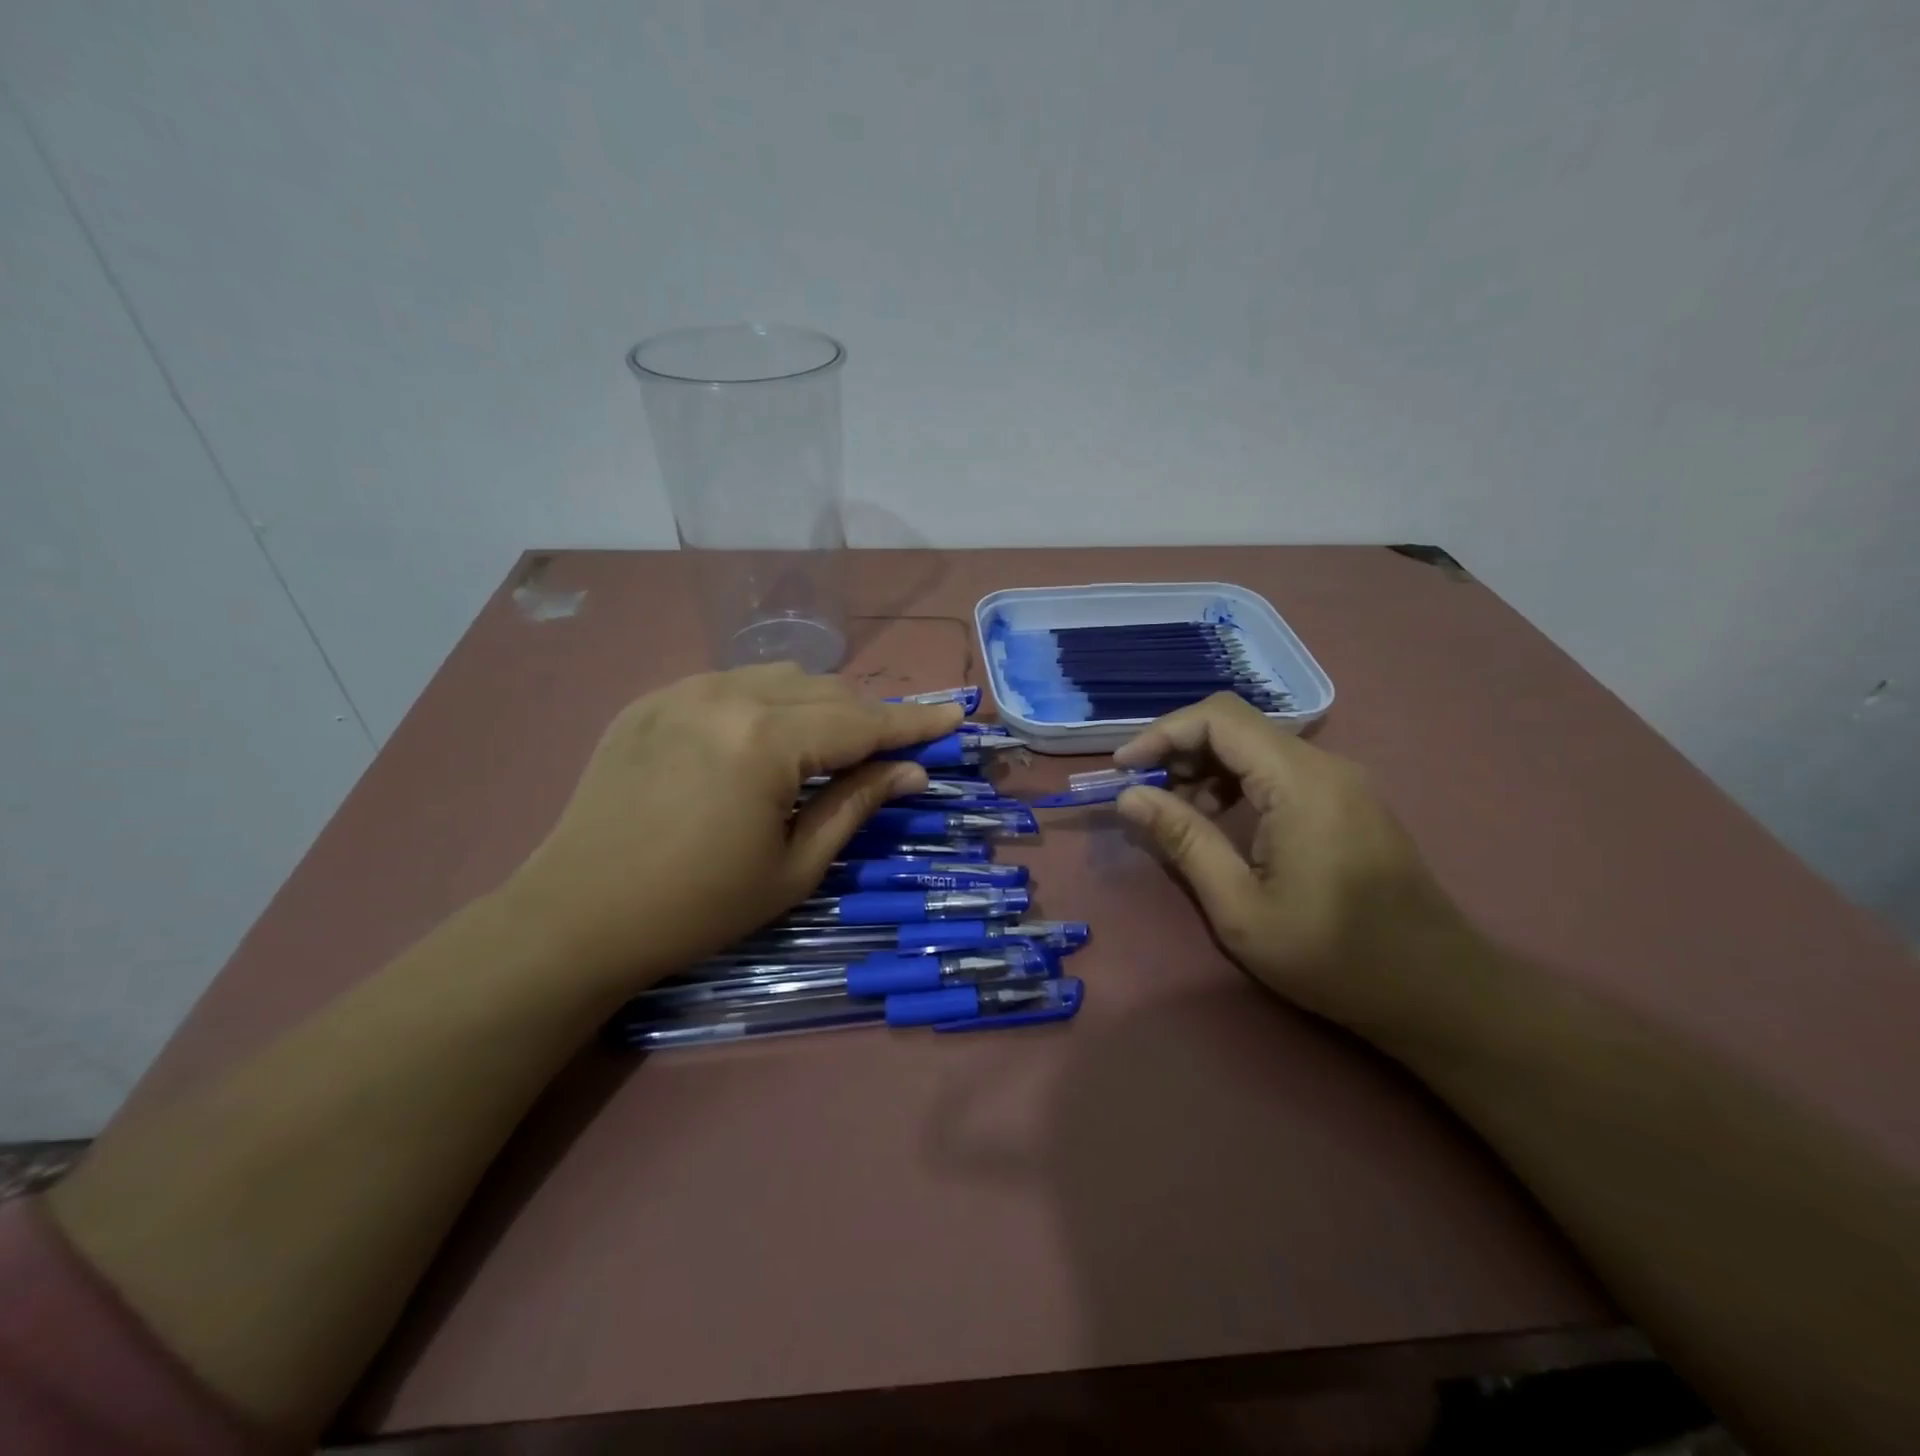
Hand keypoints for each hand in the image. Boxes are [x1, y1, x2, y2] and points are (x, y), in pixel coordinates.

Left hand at [503, 665, 960, 985]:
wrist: (577, 915)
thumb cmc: (698, 907)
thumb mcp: (794, 867)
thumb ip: (856, 805)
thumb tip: (911, 772)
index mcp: (765, 740)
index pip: (862, 721)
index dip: (914, 722)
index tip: (956, 715)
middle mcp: (727, 695)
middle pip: (826, 690)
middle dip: (868, 717)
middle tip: (893, 750)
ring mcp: (682, 690)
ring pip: (779, 677)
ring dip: (819, 705)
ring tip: (830, 747)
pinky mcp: (651, 699)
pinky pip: (730, 684)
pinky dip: (766, 704)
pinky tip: (764, 740)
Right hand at [1113, 693, 1477, 1031]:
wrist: (1438, 991)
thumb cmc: (1333, 956)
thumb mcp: (1240, 907)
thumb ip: (1184, 841)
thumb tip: (1129, 797)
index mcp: (1300, 782)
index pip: (1219, 718)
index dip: (1162, 733)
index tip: (1124, 769)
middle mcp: (1325, 765)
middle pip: (1237, 724)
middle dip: (1180, 748)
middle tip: (1144, 793)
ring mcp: (1342, 781)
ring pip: (1258, 745)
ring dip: (1207, 765)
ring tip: (1175, 811)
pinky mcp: (1349, 801)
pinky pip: (1281, 768)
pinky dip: (1238, 781)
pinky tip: (1221, 820)